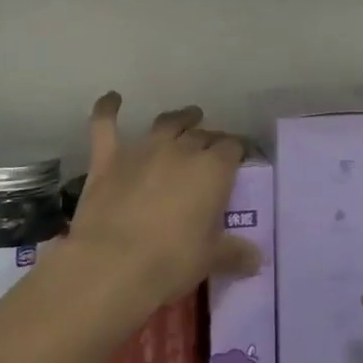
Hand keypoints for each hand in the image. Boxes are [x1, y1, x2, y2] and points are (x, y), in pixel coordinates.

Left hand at [67, 94, 257, 310]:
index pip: (233, 148)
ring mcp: (143, 149)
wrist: (112, 264)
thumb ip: (234, 253)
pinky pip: (106, 125)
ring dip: (178, 119)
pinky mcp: (109, 158)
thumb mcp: (210, 259)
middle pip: (201, 135)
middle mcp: (181, 149)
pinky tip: (112, 98)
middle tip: (212, 149)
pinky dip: (108, 108)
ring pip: (166, 123)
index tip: (238, 159)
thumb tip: (256, 259)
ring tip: (186, 117)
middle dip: (210, 139)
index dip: (237, 151)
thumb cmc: (171, 262)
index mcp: (213, 169)